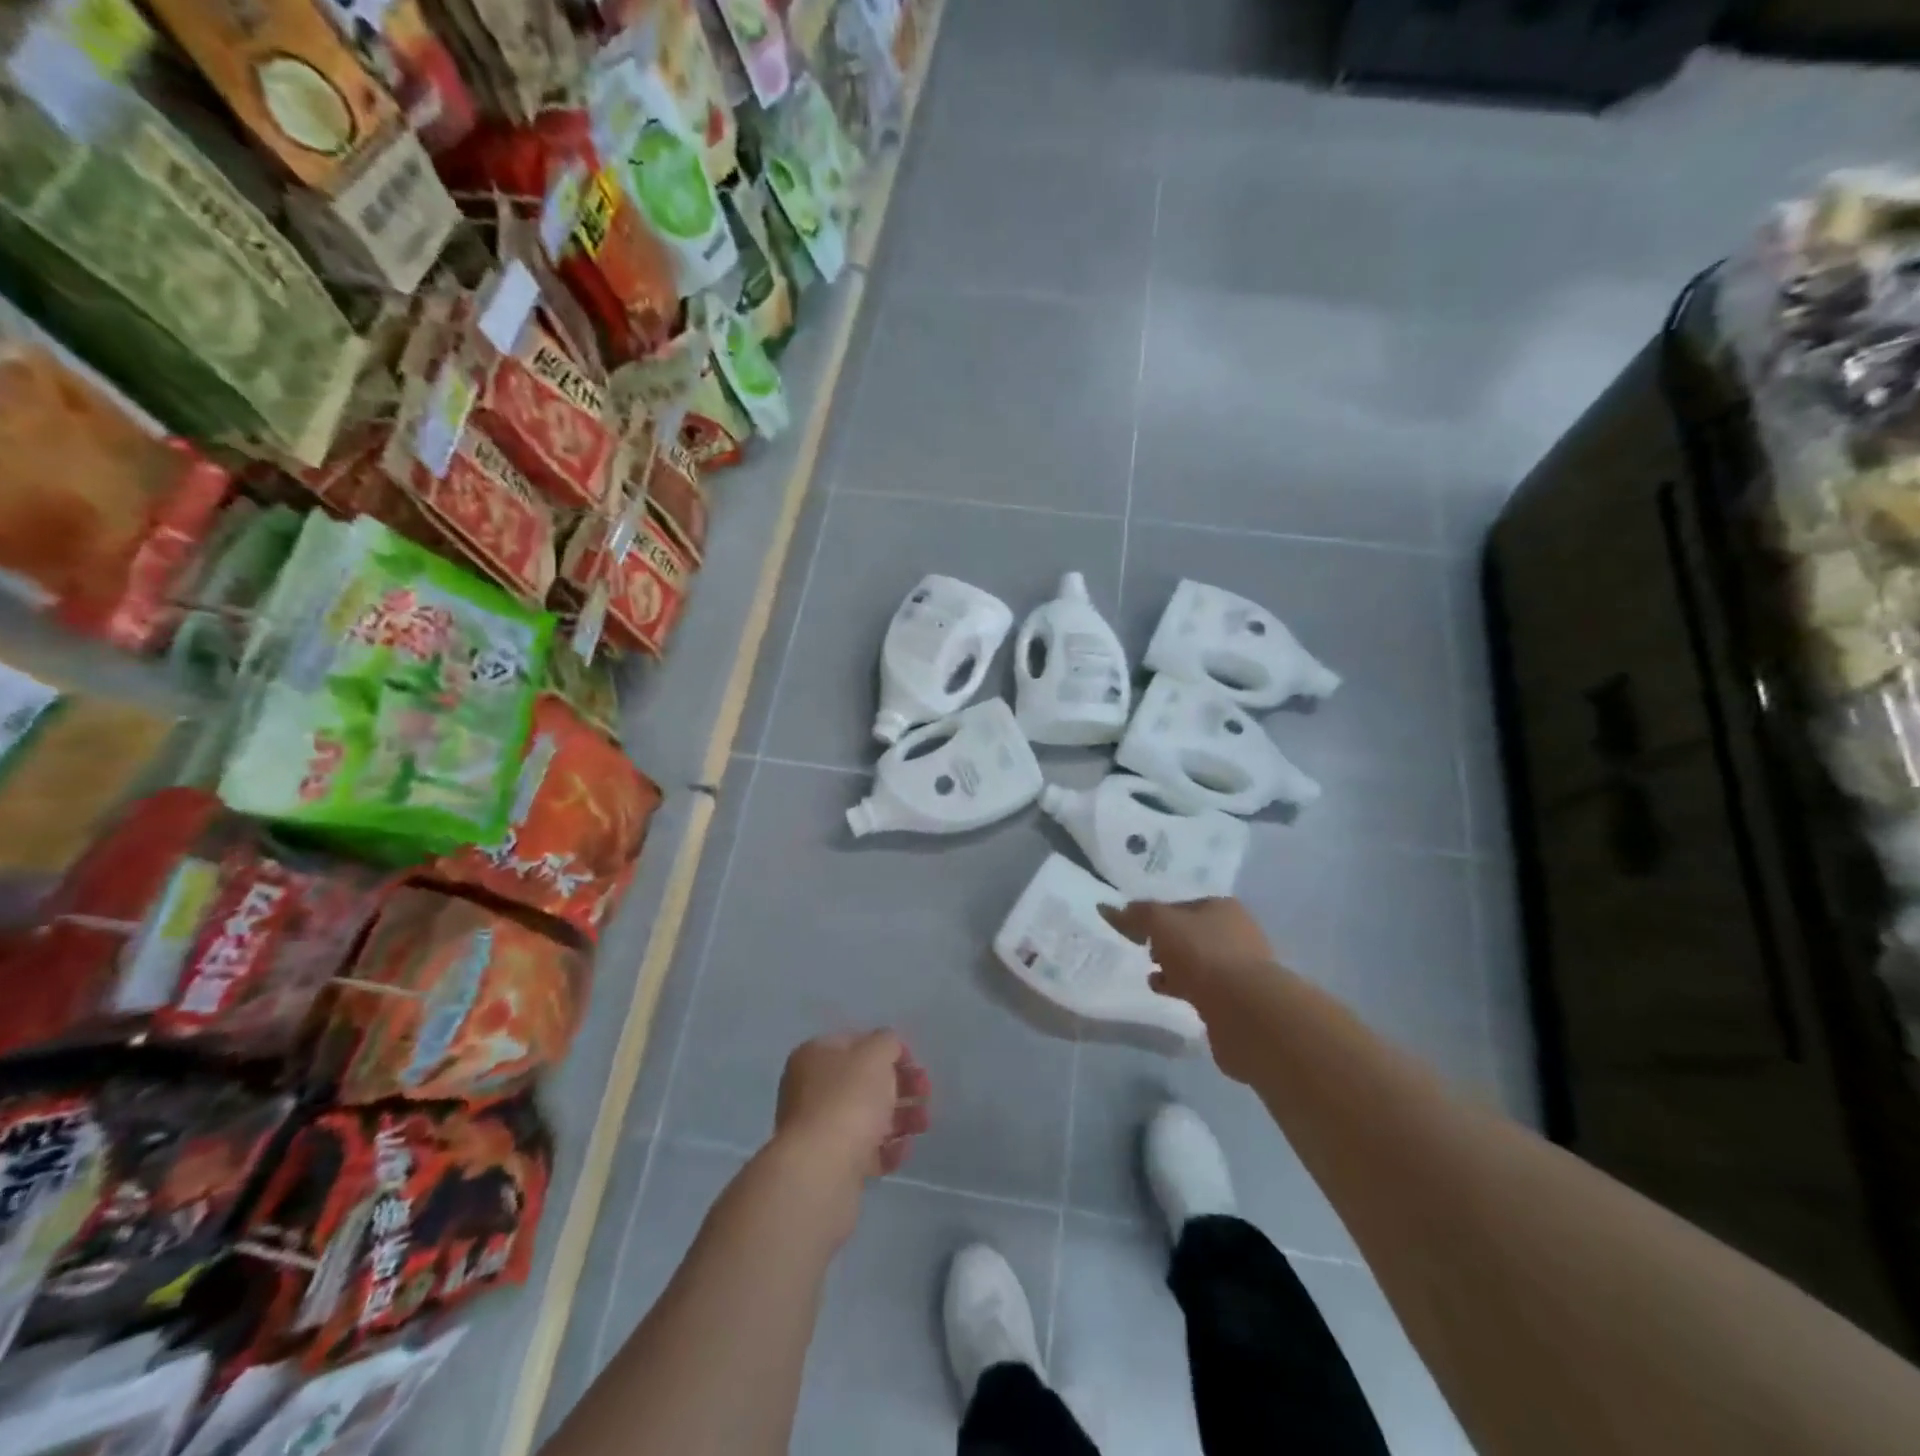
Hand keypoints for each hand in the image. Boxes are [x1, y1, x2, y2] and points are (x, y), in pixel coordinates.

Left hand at [773, 1031, 930, 1192]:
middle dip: (900, 1085)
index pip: (856, 1043)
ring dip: (901, 1117)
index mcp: (815, 1056)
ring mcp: (821, 1129)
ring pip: (868, 1116)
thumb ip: (887, 1042)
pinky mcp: (833, 1164)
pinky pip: (866, 1150)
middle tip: (925, 1092)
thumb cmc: (848, 1099)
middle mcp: (812, 1089)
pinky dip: (888, 1149)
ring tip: (923, 1124)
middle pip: (864, 1082)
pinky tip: (904, 1149)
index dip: (887, 1049)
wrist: (821, 1170)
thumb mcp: (874, 1054)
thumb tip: (888, 1047)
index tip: (913, 1062)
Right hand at [1102, 898, 1282, 1084]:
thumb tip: (1109, 908)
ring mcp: (1241, 967)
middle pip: (1190, 934)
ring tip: (1153, 978)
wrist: (1246, 1010)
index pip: (1181, 905)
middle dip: (1165, 943)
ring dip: (1174, 968)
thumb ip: (1136, 914)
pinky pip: (1204, 988)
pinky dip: (1185, 988)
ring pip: (1197, 962)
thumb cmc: (1202, 954)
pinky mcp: (1239, 999)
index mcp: (1223, 907)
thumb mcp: (1161, 924)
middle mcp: (1237, 932)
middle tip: (1145, 953)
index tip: (1135, 931)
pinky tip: (1169, 995)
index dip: (1155, 915)